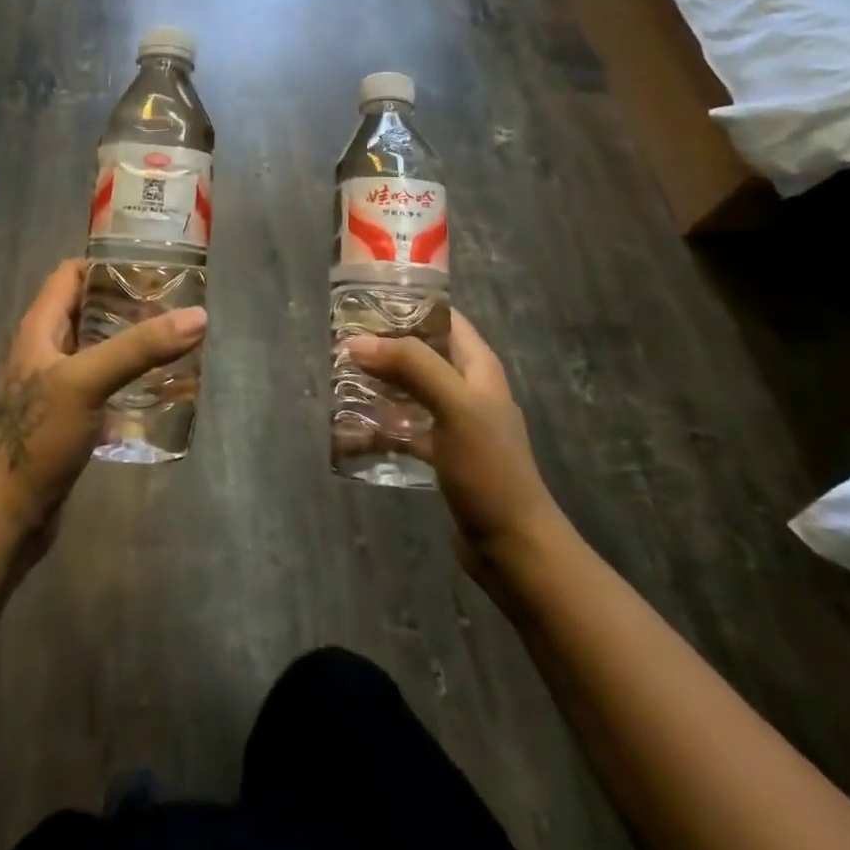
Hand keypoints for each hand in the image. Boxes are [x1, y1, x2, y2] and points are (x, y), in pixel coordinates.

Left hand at [0, 259, 206, 549]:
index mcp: (39, 329)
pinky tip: (158, 389)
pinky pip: (101, 386)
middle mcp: (44, 350)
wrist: (6, 517)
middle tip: (173, 306)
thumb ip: (139, 348)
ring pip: (97, 350)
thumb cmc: (38, 438)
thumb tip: (197, 316)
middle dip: (128, 305)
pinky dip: (127, 380)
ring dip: (130, 344)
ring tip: (173, 342)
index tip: (150, 268)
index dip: (106, 265)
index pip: (70, 275)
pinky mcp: (67, 419)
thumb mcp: (87, 382)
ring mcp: (55, 387)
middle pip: (88, 311)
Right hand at [347, 313, 560, 577]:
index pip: (443, 318)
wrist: (513, 547)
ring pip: (408, 390)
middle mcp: (466, 387)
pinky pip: (402, 429)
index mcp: (478, 367)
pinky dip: (378, 427)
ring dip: (377, 385)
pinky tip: (347, 431)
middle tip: (340, 343)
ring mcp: (453, 422)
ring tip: (337, 380)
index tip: (364, 302)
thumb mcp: (455, 406)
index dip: (408, 305)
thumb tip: (357, 343)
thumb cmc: (489, 468)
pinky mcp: (440, 454)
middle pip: (420, 352)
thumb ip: (411, 366)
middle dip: (383, 346)